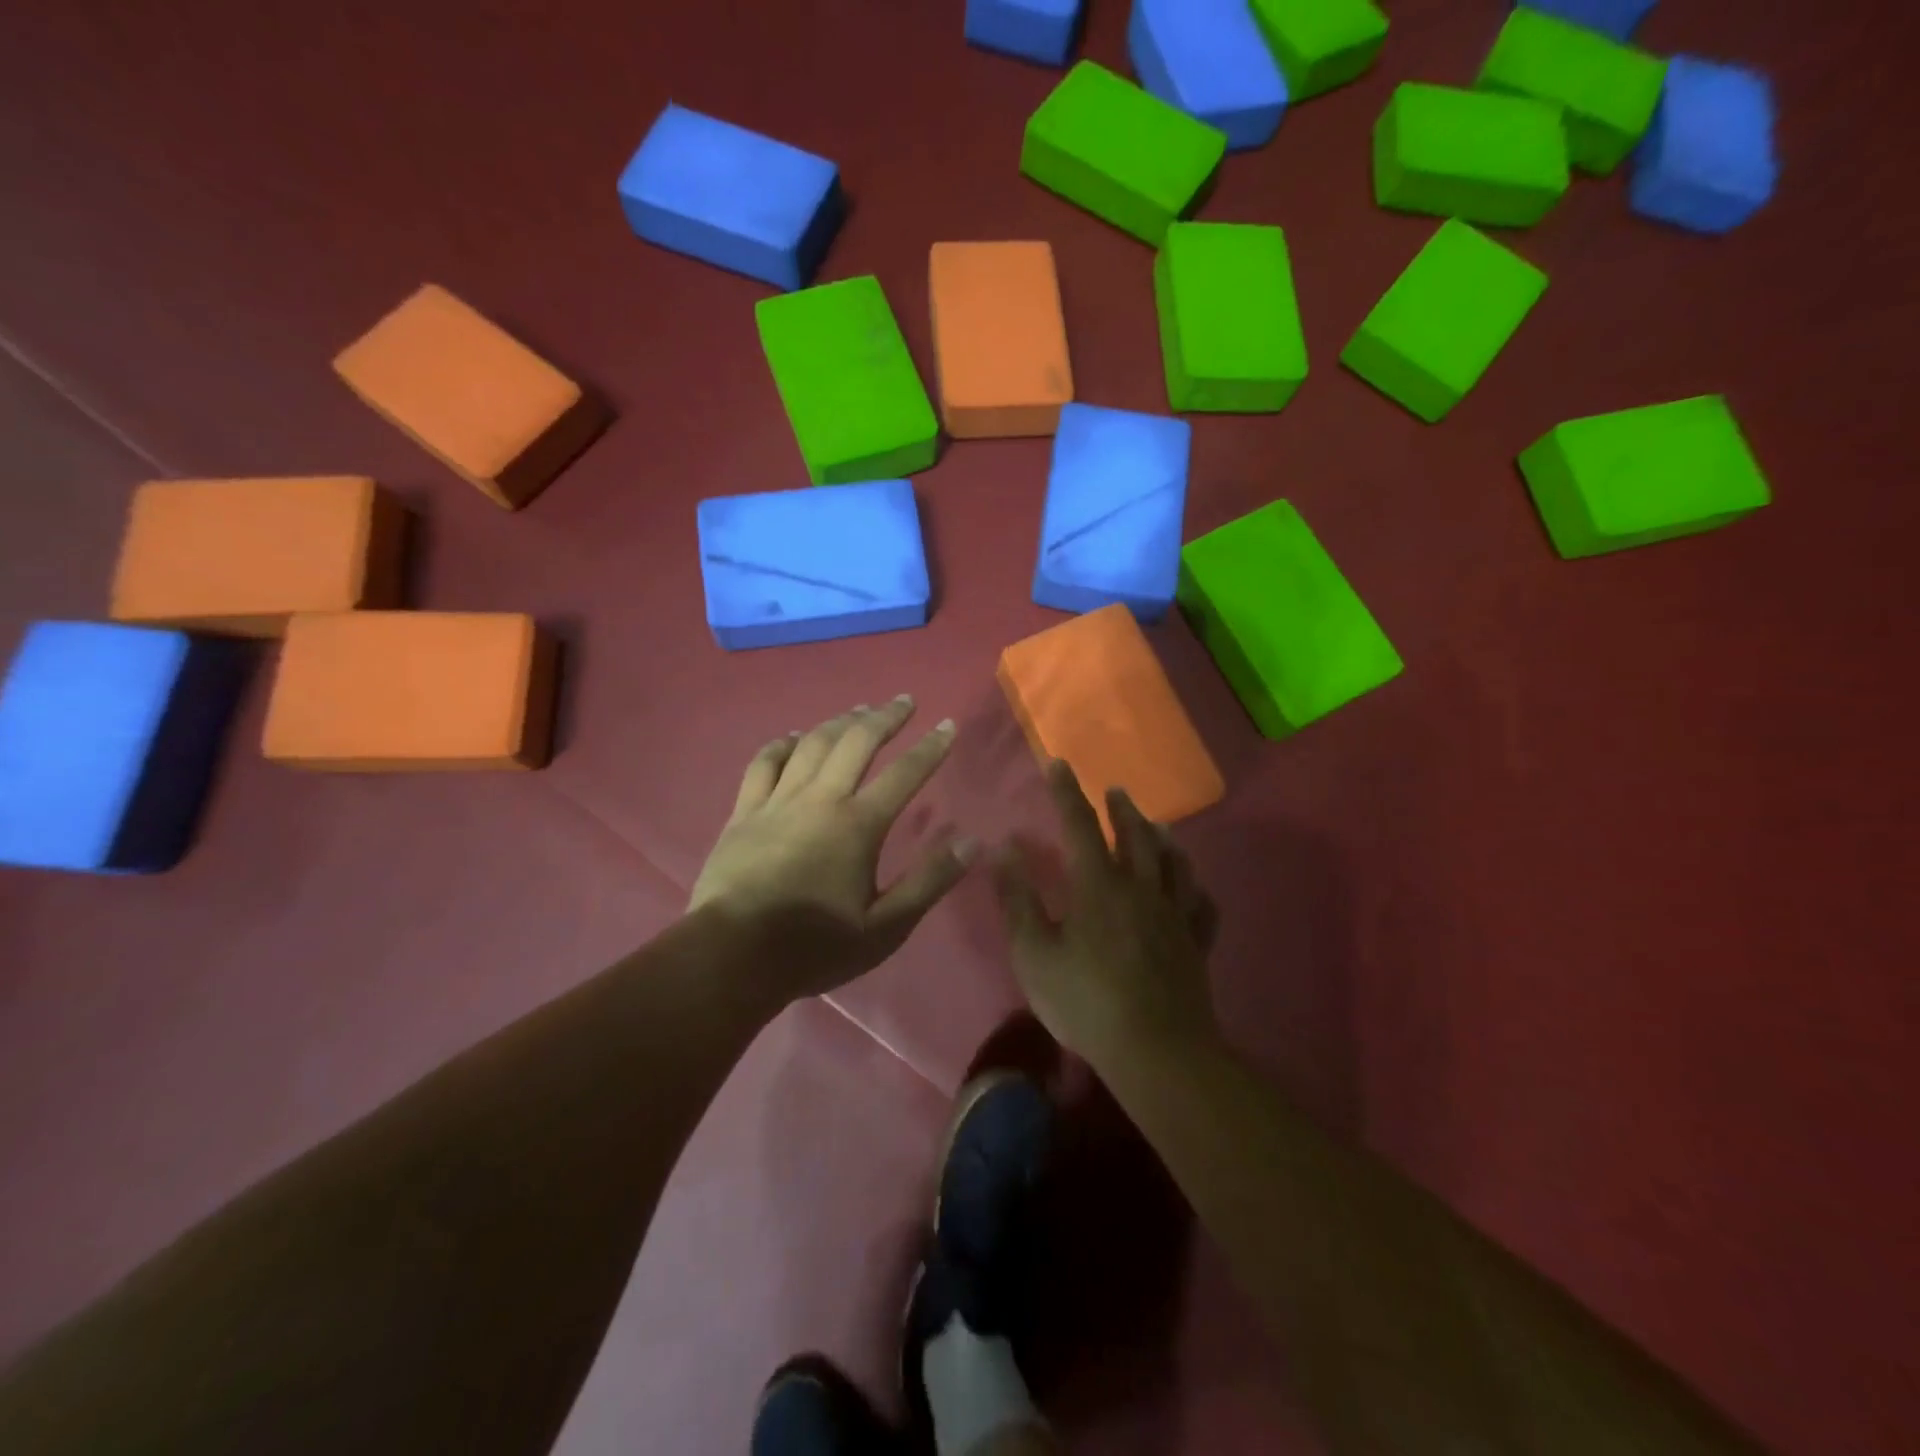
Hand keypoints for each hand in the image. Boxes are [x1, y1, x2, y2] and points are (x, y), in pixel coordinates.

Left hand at [689, 696, 973, 1003]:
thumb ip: (929, 882)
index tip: (948, 725)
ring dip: (839, 722)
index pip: (904, 774)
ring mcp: (778, 801)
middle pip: (856, 743)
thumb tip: (972, 842)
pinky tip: (794, 737)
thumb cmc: (814, 946)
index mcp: (858, 825)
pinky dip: (783, 744)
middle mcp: (820, 799)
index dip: (930, 747)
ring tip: (859, 710)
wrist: (732, 956)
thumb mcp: (885, 928)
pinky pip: (764, 764)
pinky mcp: (744, 812)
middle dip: (885, 717)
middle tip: (904, 701)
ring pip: (812, 745)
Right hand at [991, 760, 1220, 1067]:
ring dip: (1161, 837)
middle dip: (1121, 809)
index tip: (1059, 764)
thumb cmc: (1085, 1001)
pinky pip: (1202, 903)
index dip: (1067, 792)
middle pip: (1134, 835)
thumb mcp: (1033, 953)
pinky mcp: (1196, 942)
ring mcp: (1174, 914)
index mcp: (1098, 885)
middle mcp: (1141, 888)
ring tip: (1156, 825)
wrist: (1155, 1050)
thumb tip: (1003, 848)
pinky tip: (1193, 885)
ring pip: (1174, 862)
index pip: (1080, 824)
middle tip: (1115, 790)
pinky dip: (1195, 887)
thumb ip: (1017, 898)